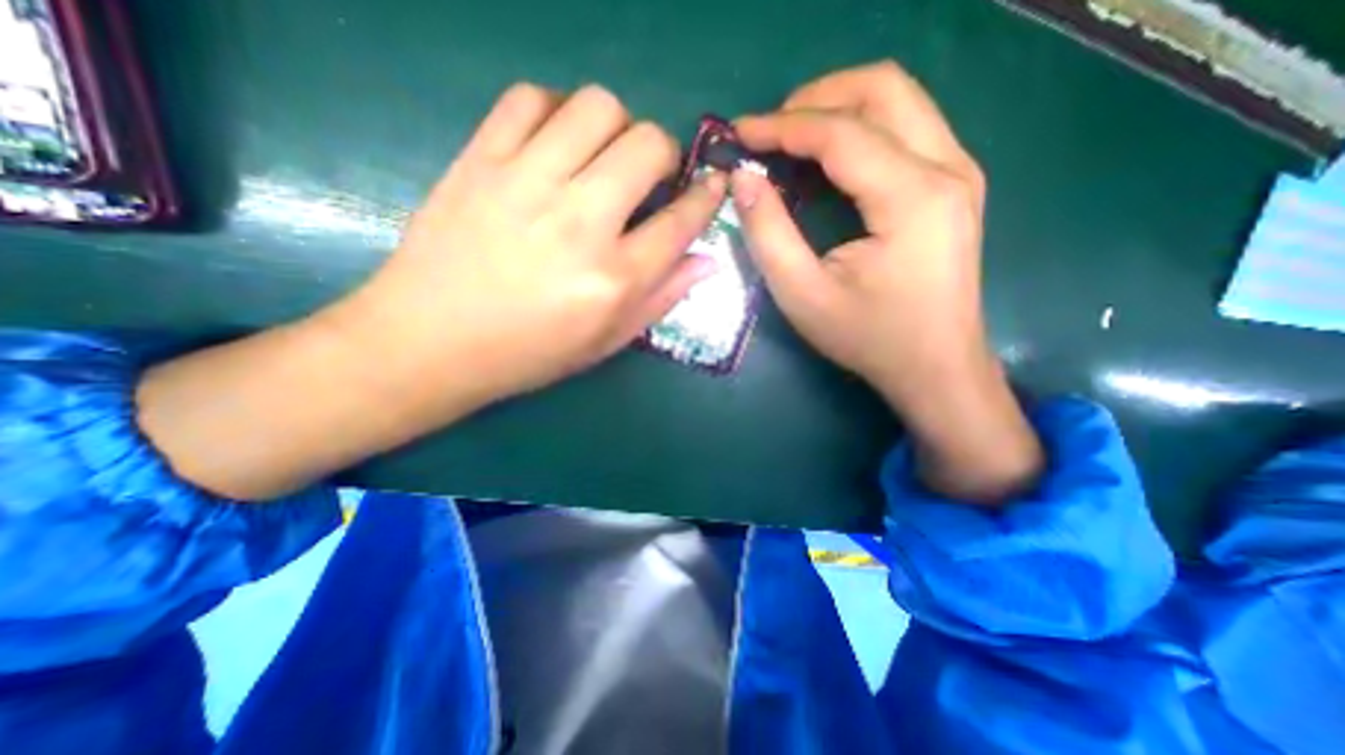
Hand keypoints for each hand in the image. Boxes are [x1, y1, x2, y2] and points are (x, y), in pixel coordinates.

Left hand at [137, 82, 724, 502]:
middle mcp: (580, 223)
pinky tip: (553, 143)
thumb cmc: (529, 352)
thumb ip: (662, 298)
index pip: (680, 221)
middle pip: (647, 145)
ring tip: (601, 156)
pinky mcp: (480, 159)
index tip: (712, 185)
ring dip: (616, 126)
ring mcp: (527, 183)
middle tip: (649, 175)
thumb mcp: (607, 341)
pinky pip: (530, 98)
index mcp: (614, 279)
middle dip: (664, 153)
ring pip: (598, 107)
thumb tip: (707, 261)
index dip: (706, 197)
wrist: (430, 342)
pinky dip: (554, 111)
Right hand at [732, 62, 1045, 501]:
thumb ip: (768, 233)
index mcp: (912, 197)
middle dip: (816, 98)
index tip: (740, 133)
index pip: (841, 133)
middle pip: (883, 88)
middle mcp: (947, 168)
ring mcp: (959, 172)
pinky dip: (861, 128)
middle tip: (770, 131)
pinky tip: (829, 158)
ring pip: (899, 100)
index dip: (783, 126)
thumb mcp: (803, 295)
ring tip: (792, 138)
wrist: (936, 367)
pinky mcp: (954, 185)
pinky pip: (907, 128)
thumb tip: (743, 179)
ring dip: (839, 108)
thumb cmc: (868, 338)